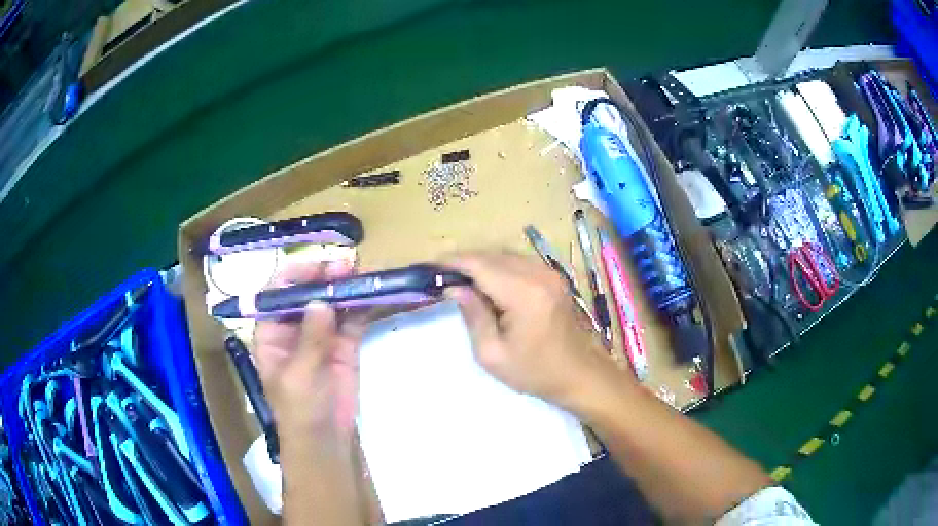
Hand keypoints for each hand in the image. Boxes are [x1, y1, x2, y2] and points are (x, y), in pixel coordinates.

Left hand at [253, 260, 365, 439]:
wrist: (325, 438)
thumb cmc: (298, 408)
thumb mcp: (299, 374)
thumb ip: (310, 338)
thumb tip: (320, 301)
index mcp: (271, 332)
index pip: (277, 294)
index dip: (293, 277)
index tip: (315, 267)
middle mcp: (294, 327)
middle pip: (306, 293)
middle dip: (323, 278)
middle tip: (344, 266)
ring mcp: (321, 335)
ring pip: (331, 303)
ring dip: (344, 288)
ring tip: (360, 273)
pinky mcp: (344, 344)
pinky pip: (351, 319)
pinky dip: (361, 306)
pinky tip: (372, 293)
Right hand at [443, 252, 625, 411]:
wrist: (579, 375)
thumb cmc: (534, 372)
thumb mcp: (492, 354)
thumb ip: (473, 315)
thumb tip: (455, 287)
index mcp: (525, 294)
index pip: (481, 265)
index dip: (453, 262)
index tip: (430, 267)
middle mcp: (539, 274)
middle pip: (493, 256)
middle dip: (465, 262)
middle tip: (441, 276)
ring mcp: (550, 273)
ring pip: (506, 255)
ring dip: (482, 263)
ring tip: (460, 280)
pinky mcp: (554, 277)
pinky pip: (519, 262)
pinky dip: (499, 267)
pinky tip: (487, 283)